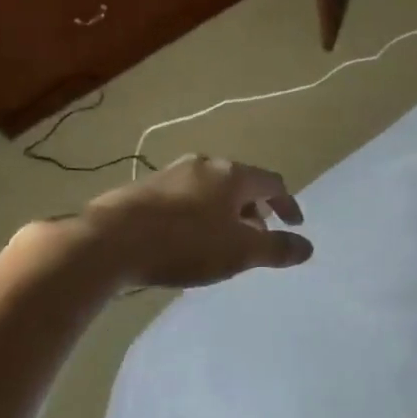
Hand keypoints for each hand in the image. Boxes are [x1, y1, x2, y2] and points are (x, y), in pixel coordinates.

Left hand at [79, 154, 312, 288]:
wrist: (109, 242)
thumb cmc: (185, 243)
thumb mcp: (239, 252)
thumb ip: (276, 249)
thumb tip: (307, 247)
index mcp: (232, 175)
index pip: (273, 182)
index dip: (288, 204)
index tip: (294, 225)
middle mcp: (203, 165)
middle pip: (241, 183)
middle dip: (255, 209)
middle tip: (258, 235)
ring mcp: (170, 174)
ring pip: (211, 190)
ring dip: (225, 212)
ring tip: (223, 240)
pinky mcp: (143, 189)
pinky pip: (185, 198)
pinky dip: (198, 215)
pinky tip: (187, 239)